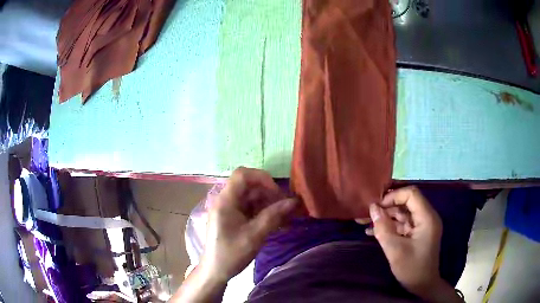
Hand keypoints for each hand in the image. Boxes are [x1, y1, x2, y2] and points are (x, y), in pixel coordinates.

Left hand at [200, 167, 297, 281]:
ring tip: (285, 219)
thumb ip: (273, 216)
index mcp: (226, 200)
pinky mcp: (233, 217)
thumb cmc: (231, 254)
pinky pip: (251, 208)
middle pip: (250, 186)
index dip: (262, 179)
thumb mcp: (254, 236)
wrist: (215, 271)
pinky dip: (264, 213)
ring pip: (252, 197)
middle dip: (270, 194)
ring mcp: (229, 209)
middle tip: (286, 209)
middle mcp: (226, 200)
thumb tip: (293, 201)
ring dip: (269, 205)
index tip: (277, 194)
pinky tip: (277, 224)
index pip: (243, 175)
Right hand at [363, 186, 443, 297]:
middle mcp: (426, 217)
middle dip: (386, 207)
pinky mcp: (417, 233)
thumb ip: (383, 228)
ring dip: (385, 217)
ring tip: (365, 223)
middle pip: (406, 203)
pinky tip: (373, 232)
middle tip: (367, 215)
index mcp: (427, 218)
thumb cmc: (412, 269)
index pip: (411, 194)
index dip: (393, 196)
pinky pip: (402, 224)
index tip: (377, 208)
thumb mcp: (395, 250)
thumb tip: (372, 208)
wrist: (423, 286)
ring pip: (402, 213)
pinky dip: (389, 226)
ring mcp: (422, 225)